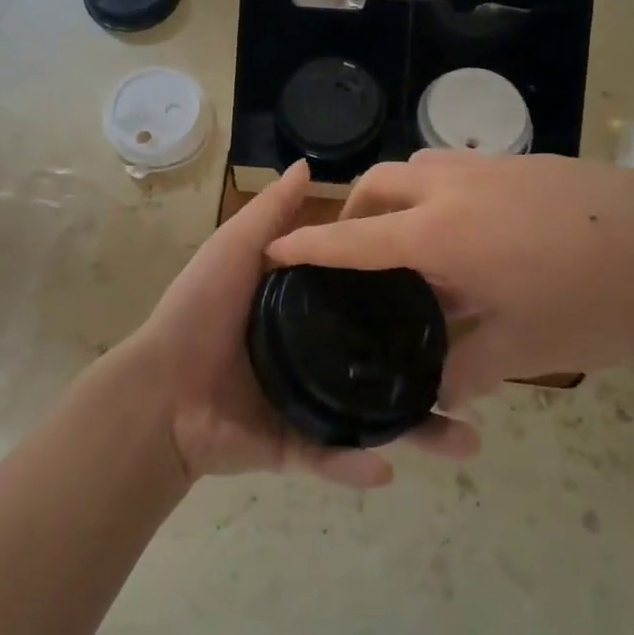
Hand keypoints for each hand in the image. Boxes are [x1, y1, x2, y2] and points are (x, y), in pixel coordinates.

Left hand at [130, 160, 479, 489]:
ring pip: (372, 418)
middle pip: (382, 366)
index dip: (408, 302)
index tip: (456, 301)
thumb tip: (308, 166)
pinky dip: (356, 466)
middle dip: (430, 379)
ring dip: (416, 433)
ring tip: (463, 443)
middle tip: (475, 390)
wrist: (157, 391)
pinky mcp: (292, 447)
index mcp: (305, 312)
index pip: (368, 303)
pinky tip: (385, 468)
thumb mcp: (236, 250)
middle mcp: (314, 356)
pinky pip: (332, 458)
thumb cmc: (198, 311)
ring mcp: (307, 403)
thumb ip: (272, 214)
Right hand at [268, 151, 633, 403]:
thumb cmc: (595, 300)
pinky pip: (458, 169)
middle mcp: (454, 187)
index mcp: (440, 233)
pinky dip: (440, 193)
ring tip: (414, 243)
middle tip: (355, 251)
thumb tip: (431, 396)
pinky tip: (475, 234)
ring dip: (399, 196)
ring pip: (418, 167)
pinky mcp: (527, 164)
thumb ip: (462, 371)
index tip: (271, 248)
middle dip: (353, 210)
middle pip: (379, 181)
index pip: (353, 238)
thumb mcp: (522, 350)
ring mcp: (492, 168)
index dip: (307, 244)